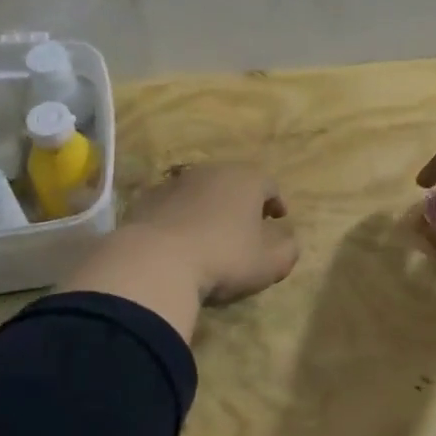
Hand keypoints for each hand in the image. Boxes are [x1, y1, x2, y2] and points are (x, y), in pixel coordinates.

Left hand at [123, 161, 299, 303]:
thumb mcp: (268, 263)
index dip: (276, 202)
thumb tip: (288, 241)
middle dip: (242, 201)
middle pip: (233, 182)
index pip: (269, 184)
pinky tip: (180, 240)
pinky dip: (181, 216)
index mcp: (246, 180)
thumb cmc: (223, 258)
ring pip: (201, 191)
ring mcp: (176, 183)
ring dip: (209, 207)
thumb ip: (287, 250)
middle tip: (247, 224)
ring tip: (211, 232)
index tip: (278, 219)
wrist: (155, 261)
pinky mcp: (147, 199)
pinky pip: (173, 205)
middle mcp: (211, 171)